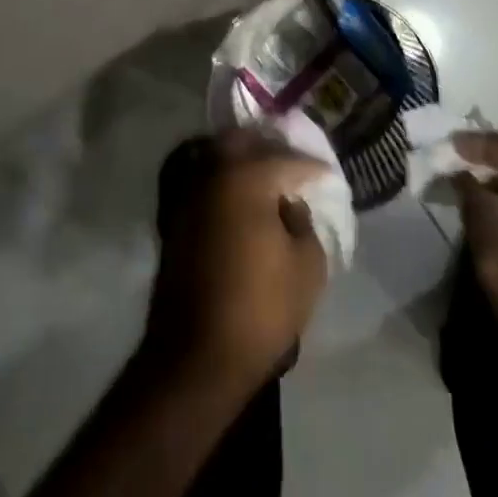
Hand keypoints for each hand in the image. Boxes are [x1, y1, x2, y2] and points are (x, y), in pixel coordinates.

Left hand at [141, 131, 331, 392]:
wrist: (197, 356)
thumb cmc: (261, 308)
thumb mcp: (307, 266)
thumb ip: (303, 222)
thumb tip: (288, 204)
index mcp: (246, 176)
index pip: (287, 159)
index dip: (312, 167)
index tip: (326, 176)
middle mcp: (212, 173)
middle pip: (240, 141)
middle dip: (268, 147)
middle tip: (290, 164)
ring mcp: (186, 194)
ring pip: (214, 155)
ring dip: (239, 160)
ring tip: (263, 179)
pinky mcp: (171, 218)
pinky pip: (198, 181)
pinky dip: (218, 180)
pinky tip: (237, 200)